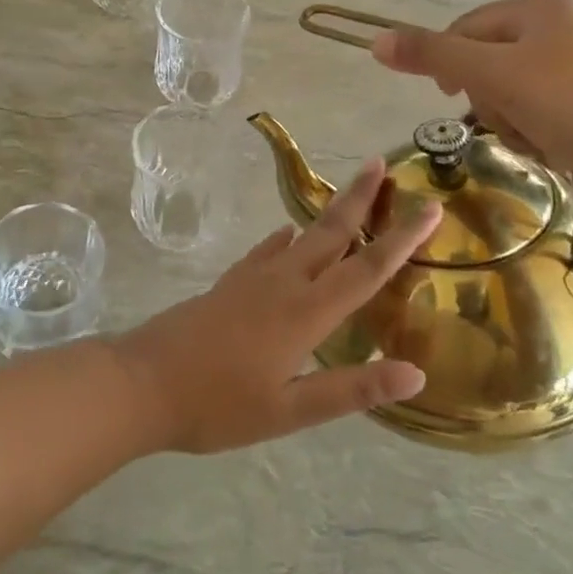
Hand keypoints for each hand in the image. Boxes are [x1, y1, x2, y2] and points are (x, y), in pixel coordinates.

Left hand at [114, 159, 441, 453]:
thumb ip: (351, 389)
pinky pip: (267, 250)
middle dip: (359, 197)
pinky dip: (286, 238)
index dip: (402, 239)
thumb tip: (415, 373)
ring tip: (349, 196)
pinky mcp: (229, 282)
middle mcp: (283, 283)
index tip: (430, 207)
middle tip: (380, 162)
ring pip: (300, 236)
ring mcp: (251, 278)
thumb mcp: (289, 411)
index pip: (366, 269)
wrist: (142, 382)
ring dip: (328, 214)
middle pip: (330, 232)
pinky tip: (287, 236)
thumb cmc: (218, 404)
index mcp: (305, 313)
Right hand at [369, 0, 572, 215]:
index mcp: (547, 8)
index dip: (448, 58)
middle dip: (486, 94)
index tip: (444, 94)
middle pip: (495, 57)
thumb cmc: (570, 106)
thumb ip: (432, 54)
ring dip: (511, 117)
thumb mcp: (492, 75)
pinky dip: (542, 131)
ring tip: (533, 140)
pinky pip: (551, 110)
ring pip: (520, 89)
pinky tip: (556, 150)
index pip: (471, 24)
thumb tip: (375, 41)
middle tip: (498, 120)